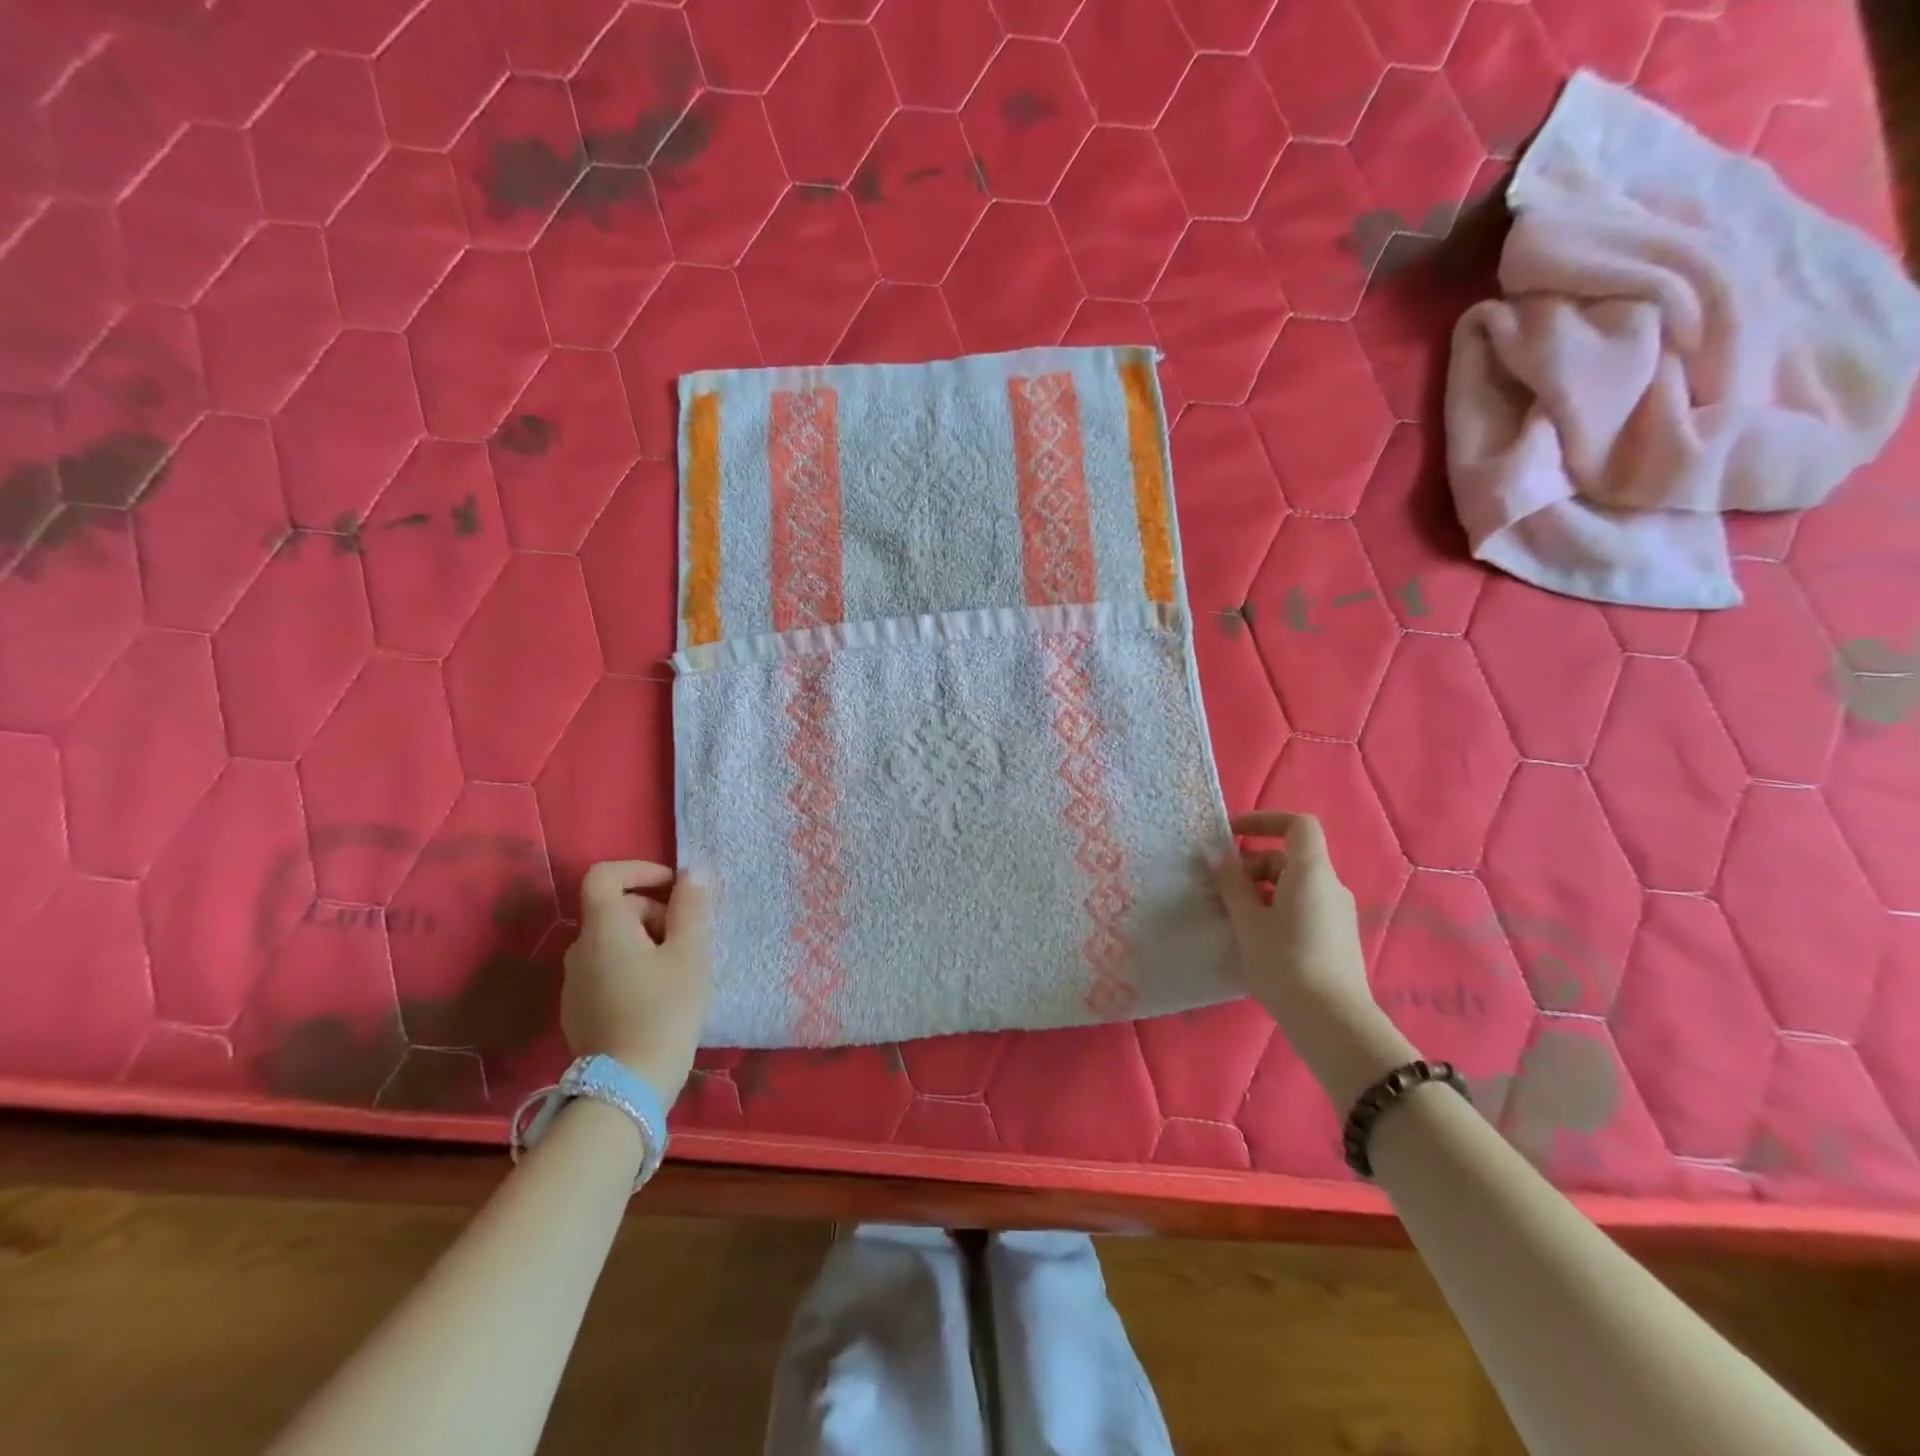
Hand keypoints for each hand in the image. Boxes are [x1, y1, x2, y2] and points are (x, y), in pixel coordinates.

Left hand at [561, 861, 712, 1101]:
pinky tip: (655, 997)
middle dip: (653, 913)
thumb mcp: (690, 953)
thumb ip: (690, 907)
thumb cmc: (665, 1009)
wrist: (628, 1085)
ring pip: (611, 942)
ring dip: (644, 942)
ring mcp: (573, 982)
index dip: (639, 869)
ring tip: (677, 971)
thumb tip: (691, 874)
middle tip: (688, 940)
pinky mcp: (576, 1010)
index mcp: (604, 928)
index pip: (604, 875)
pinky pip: (605, 970)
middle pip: (614, 910)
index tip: (673, 886)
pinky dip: (630, 968)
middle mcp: (579, 948)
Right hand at [1212, 811, 1413, 1106]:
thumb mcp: (1247, 920)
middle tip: (1219, 890)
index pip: (1297, 825)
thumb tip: (1215, 853)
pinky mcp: (1336, 938)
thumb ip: (1230, 882)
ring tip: (1231, 917)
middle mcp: (1330, 886)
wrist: (1332, 1022)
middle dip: (1250, 865)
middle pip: (1288, 858)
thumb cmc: (1284, 962)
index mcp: (1311, 872)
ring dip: (1259, 891)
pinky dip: (1274, 910)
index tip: (1231, 836)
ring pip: (1293, 886)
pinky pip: (1301, 908)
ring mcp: (1336, 914)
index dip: (1264, 821)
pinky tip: (1254, 939)